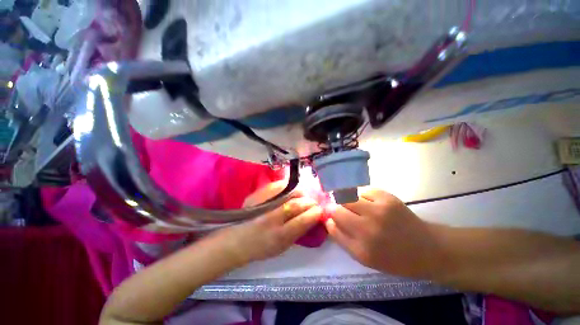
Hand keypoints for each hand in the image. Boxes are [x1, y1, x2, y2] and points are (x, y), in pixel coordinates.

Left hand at [213, 181, 322, 264]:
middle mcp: (272, 218)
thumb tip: (313, 217)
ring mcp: (264, 204)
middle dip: (309, 202)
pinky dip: (288, 186)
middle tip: (313, 202)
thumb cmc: (262, 246)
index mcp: (280, 236)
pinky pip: (278, 186)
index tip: (320, 210)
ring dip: (300, 193)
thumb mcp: (283, 247)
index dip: (315, 213)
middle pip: (297, 204)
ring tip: (304, 196)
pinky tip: (291, 190)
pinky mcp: (258, 194)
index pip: (303, 220)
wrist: (237, 239)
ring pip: (289, 193)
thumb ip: (299, 232)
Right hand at [325, 188, 443, 277]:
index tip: (330, 214)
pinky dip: (360, 195)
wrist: (426, 248)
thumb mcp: (363, 257)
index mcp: (362, 247)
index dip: (329, 215)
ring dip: (346, 199)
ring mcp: (379, 209)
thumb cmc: (393, 257)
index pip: (333, 222)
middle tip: (341, 209)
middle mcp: (369, 227)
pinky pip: (362, 190)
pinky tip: (367, 202)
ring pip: (348, 195)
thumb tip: (328, 219)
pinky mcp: (387, 197)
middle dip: (336, 206)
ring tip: (354, 205)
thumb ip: (341, 238)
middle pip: (338, 206)